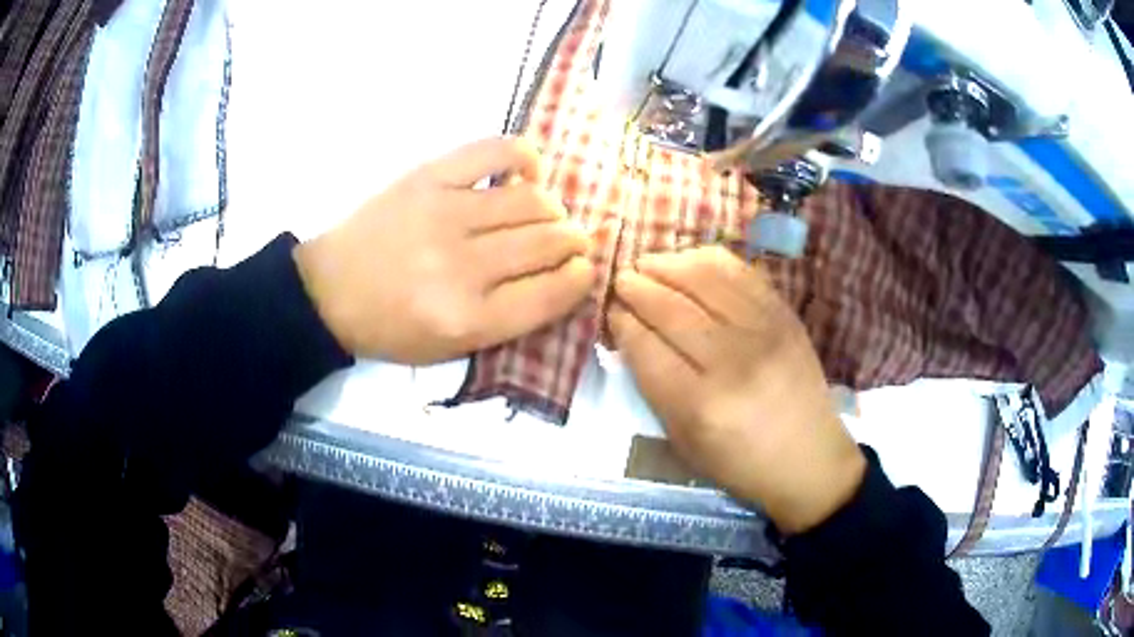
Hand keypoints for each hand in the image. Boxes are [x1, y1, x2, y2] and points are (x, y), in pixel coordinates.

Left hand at [294, 137, 595, 363]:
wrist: (330, 291)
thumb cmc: (392, 328)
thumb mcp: (452, 349)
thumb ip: (512, 321)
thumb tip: (566, 276)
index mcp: (468, 320)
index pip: (553, 292)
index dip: (581, 278)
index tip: (584, 270)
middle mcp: (462, 267)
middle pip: (549, 243)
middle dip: (574, 242)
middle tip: (571, 241)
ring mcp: (445, 214)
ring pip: (532, 200)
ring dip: (553, 209)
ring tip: (544, 214)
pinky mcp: (429, 177)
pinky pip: (496, 152)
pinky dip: (524, 157)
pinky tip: (527, 171)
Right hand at [609, 247, 864, 533]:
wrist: (809, 457)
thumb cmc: (740, 461)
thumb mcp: (684, 441)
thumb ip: (655, 388)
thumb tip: (632, 334)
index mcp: (701, 405)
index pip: (648, 349)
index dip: (623, 323)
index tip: (611, 311)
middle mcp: (733, 362)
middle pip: (673, 309)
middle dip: (638, 288)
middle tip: (622, 280)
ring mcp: (763, 331)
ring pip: (704, 280)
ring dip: (668, 265)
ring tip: (648, 264)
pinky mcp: (784, 315)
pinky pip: (740, 272)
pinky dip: (707, 259)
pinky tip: (688, 261)